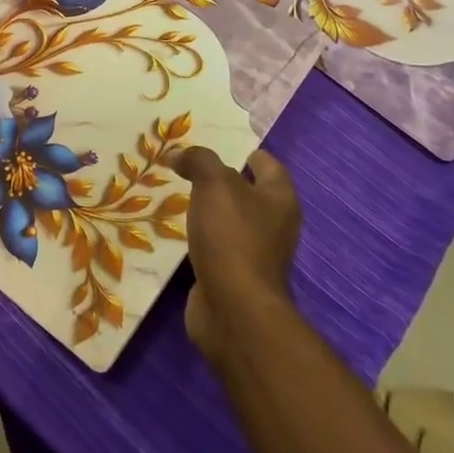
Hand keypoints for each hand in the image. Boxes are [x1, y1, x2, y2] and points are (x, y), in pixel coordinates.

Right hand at [173, 146, 301, 360]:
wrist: (233, 308)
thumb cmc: (232, 237)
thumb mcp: (214, 184)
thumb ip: (199, 160)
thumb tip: (179, 154)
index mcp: (279, 199)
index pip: (268, 165)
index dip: (246, 152)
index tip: (217, 144)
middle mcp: (274, 225)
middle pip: (248, 193)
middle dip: (220, 180)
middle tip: (187, 167)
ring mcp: (254, 253)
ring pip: (229, 220)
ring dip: (207, 209)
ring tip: (174, 194)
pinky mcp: (233, 275)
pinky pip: (215, 246)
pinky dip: (198, 236)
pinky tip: (174, 229)